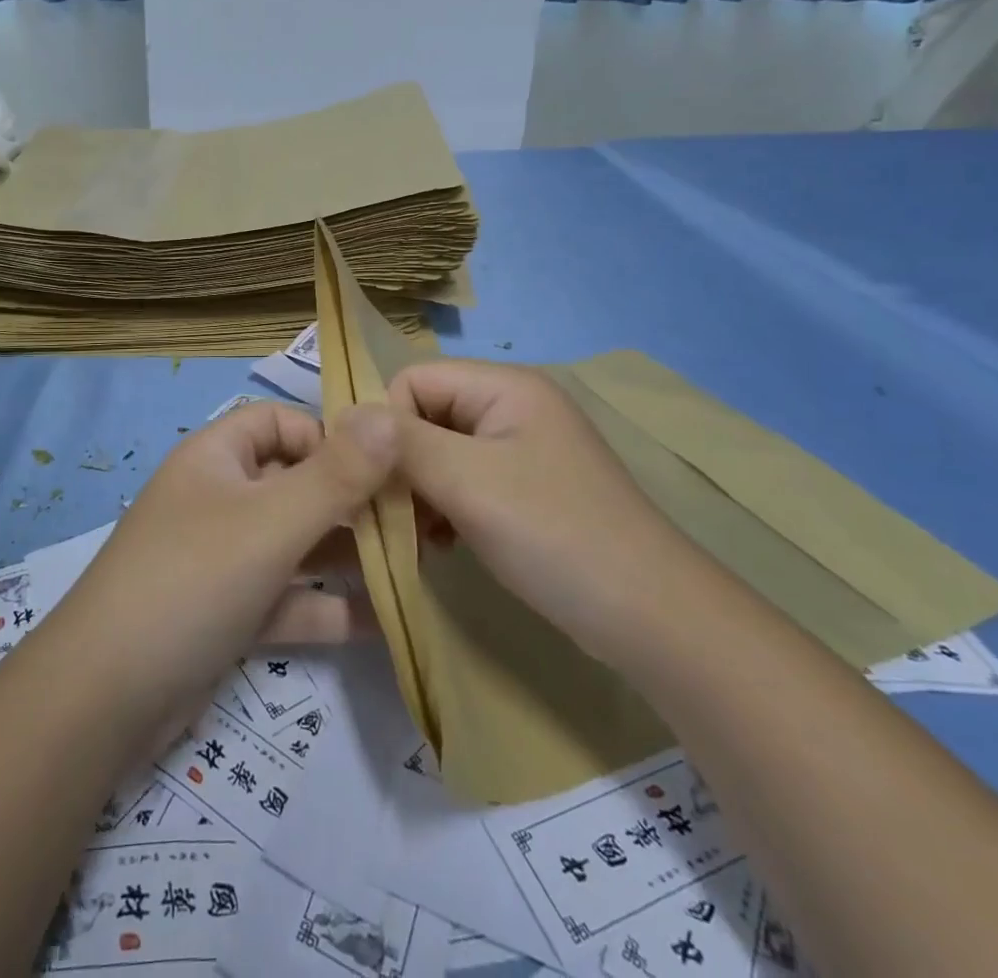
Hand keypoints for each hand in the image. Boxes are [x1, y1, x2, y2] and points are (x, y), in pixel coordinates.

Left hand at [51, 400, 396, 730]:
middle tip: (416, 522)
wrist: (103, 700)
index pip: (279, 421)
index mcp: (217, 458)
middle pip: (295, 483)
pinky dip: (329, 607)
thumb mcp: (271, 523)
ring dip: (348, 555)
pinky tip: (388, 622)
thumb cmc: (192, 581)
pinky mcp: (229, 615)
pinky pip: (288, 597)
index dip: (328, 436)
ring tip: (416, 567)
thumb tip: (389, 419)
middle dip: (351, 500)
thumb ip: (337, 475)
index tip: (382, 468)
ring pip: (296, 544)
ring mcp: (223, 560)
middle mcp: (220, 499)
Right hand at [388, 360, 696, 665]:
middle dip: (404, 464)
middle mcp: (513, 405)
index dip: (388, 426)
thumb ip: (402, 443)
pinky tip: (446, 543)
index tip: (382, 482)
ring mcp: (522, 448)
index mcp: (504, 386)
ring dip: (421, 491)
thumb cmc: (554, 534)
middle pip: (426, 415)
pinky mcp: (527, 487)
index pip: (412, 380)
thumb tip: (346, 417)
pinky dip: (446, 508)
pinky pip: (464, 480)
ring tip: (425, 537)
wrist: (651, 617)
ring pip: (440, 452)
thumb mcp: (467, 482)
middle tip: (401, 518)